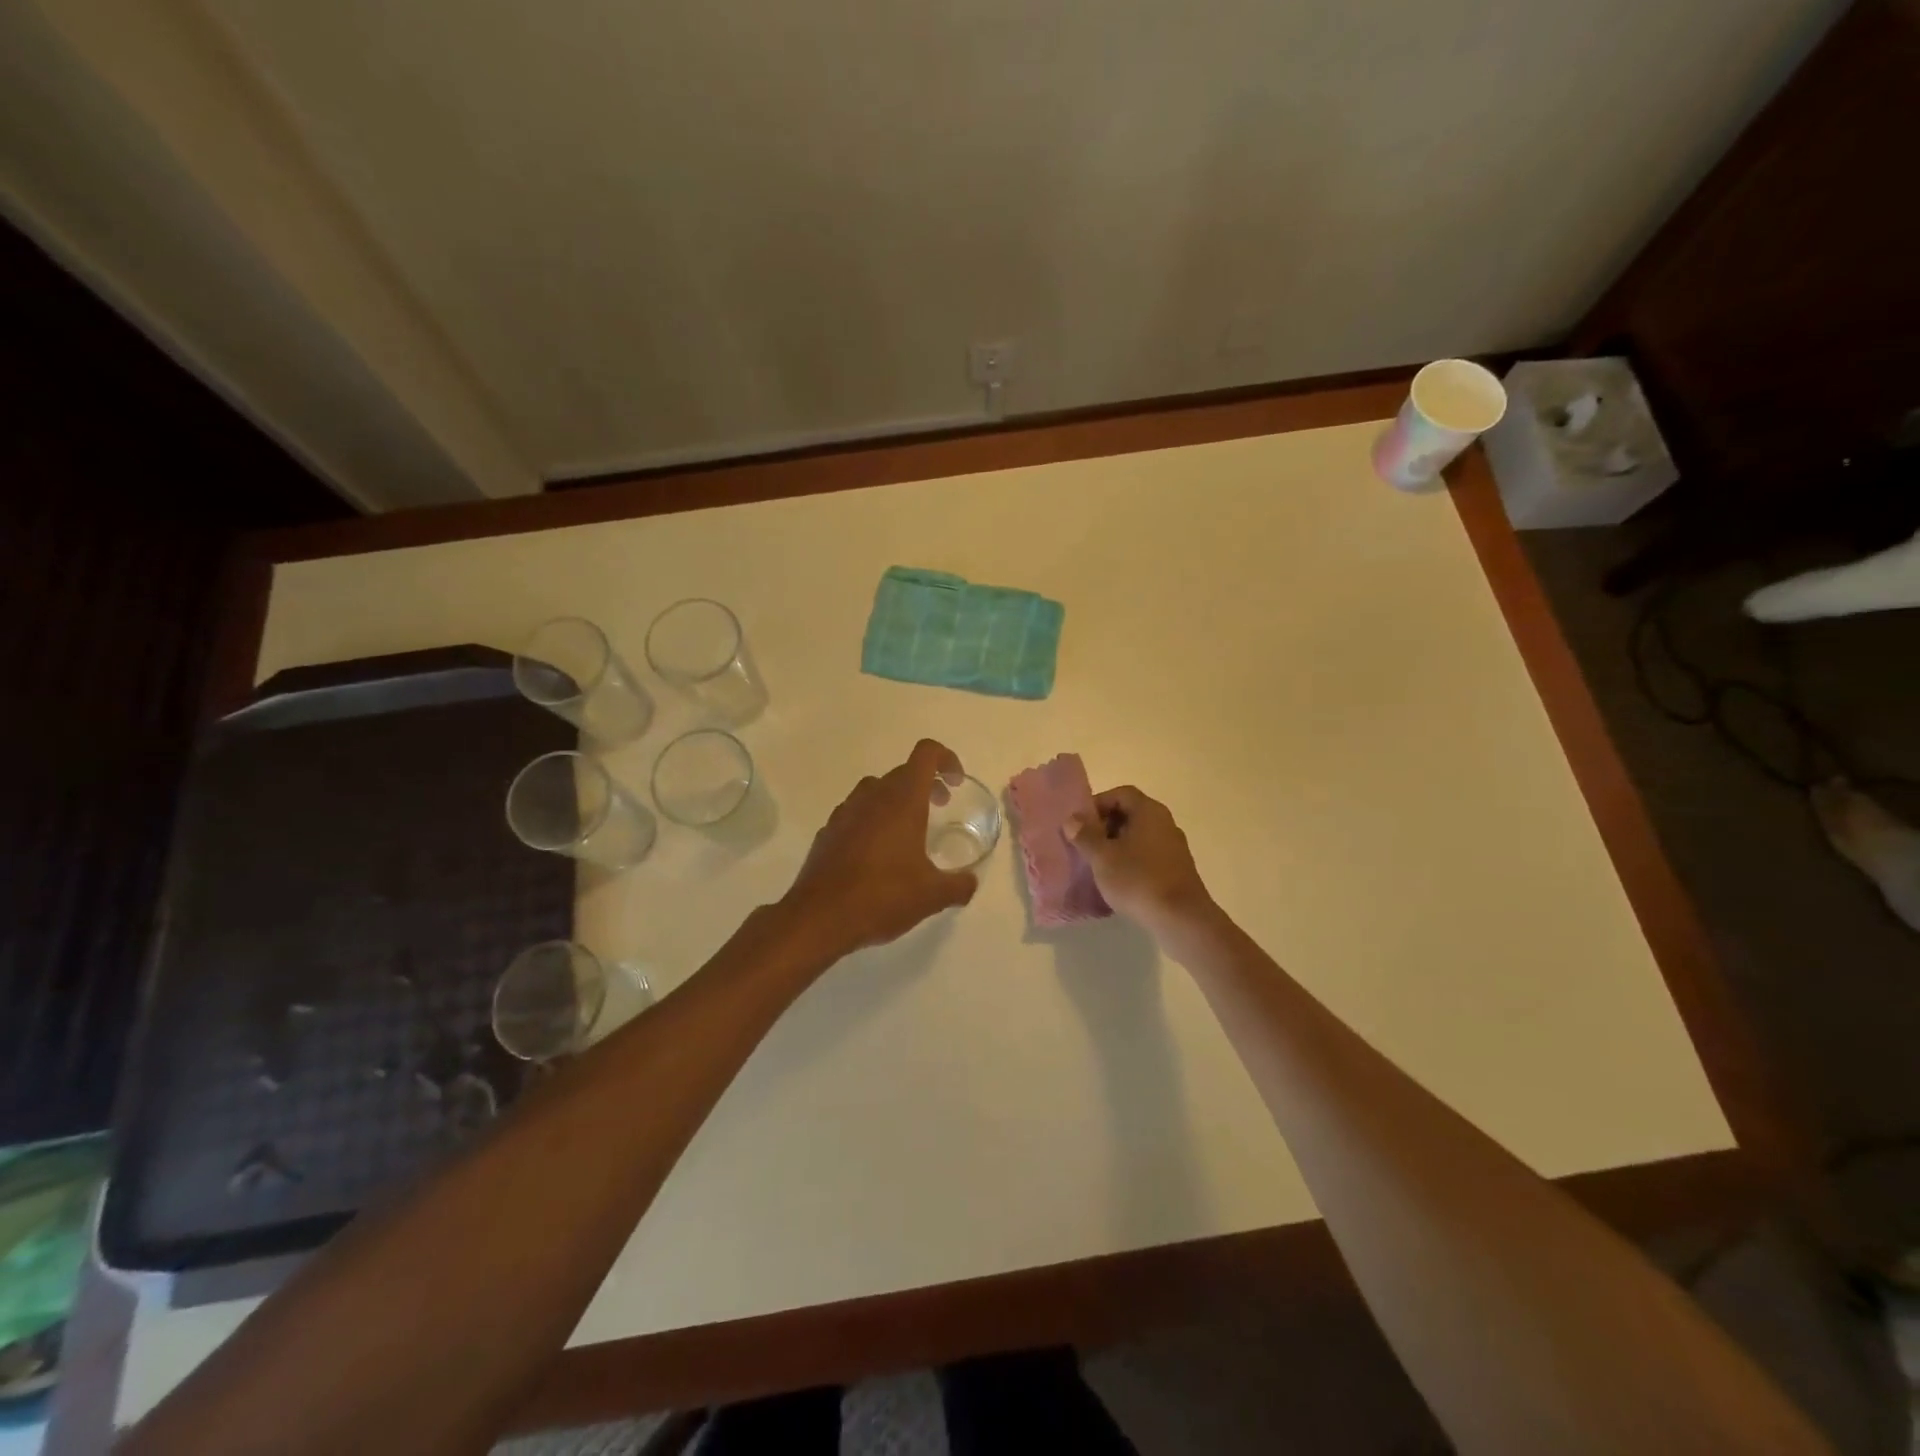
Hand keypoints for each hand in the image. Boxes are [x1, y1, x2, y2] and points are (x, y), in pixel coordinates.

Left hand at [779, 739, 979, 960]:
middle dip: (925, 784)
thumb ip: (959, 885)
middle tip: (940, 807)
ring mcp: (845, 812)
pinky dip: (872, 821)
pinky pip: (855, 814)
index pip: (926, 754)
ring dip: (897, 800)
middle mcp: (872, 796)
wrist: (819, 917)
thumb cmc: (882, 896)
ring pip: (876, 790)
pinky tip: (877, 854)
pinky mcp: (827, 832)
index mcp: (902, 800)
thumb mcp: (932, 895)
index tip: (955, 784)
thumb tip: (971, 882)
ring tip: (909, 831)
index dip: (946, 759)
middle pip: (903, 772)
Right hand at [1066, 786, 1214, 936]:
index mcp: (1148, 811)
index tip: (1080, 824)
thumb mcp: (1102, 857)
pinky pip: (1148, 855)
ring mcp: (1174, 847)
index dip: (1098, 804)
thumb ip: (1085, 835)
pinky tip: (1119, 881)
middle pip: (1130, 813)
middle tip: (1085, 845)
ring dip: (1117, 845)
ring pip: (1139, 836)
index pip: (1121, 793)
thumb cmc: (1138, 880)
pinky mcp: (1177, 869)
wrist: (1181, 918)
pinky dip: (1131, 861)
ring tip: (1098, 865)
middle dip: (1105, 826)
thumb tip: (1072, 819)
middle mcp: (1165, 823)